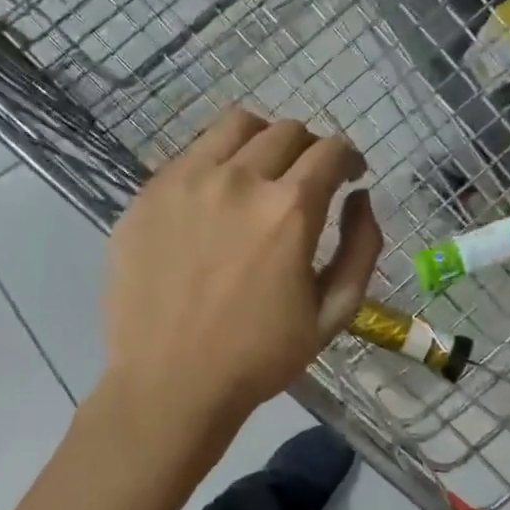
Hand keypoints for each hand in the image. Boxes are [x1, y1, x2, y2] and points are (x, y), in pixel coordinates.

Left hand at [102, 109, 382, 424]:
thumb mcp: (334, 313)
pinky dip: (216, 163)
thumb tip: (360, 197)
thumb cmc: (259, 357)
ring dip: (263, 141)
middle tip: (308, 180)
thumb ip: (361, 247)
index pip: (331, 150)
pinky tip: (215, 200)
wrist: (170, 383)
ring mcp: (185, 181)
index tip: (350, 176)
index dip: (349, 158)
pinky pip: (191, 155)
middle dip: (310, 149)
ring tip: (262, 173)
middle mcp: (238, 180)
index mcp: (289, 210)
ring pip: (236, 126)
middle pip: (287, 132)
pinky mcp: (147, 195)